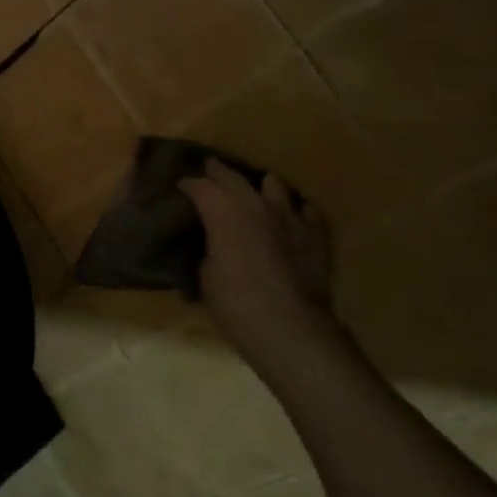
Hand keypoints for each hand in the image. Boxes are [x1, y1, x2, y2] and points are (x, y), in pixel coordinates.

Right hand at [180, 161, 337, 371]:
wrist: (289, 326)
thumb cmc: (234, 303)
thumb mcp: (205, 275)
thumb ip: (209, 248)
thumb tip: (213, 245)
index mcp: (222, 212)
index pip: (200, 186)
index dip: (188, 185)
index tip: (180, 187)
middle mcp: (255, 205)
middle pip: (233, 177)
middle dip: (217, 172)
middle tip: (208, 170)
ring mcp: (289, 216)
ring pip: (273, 184)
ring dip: (259, 187)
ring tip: (253, 195)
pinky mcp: (315, 234)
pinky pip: (306, 209)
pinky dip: (294, 210)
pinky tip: (291, 217)